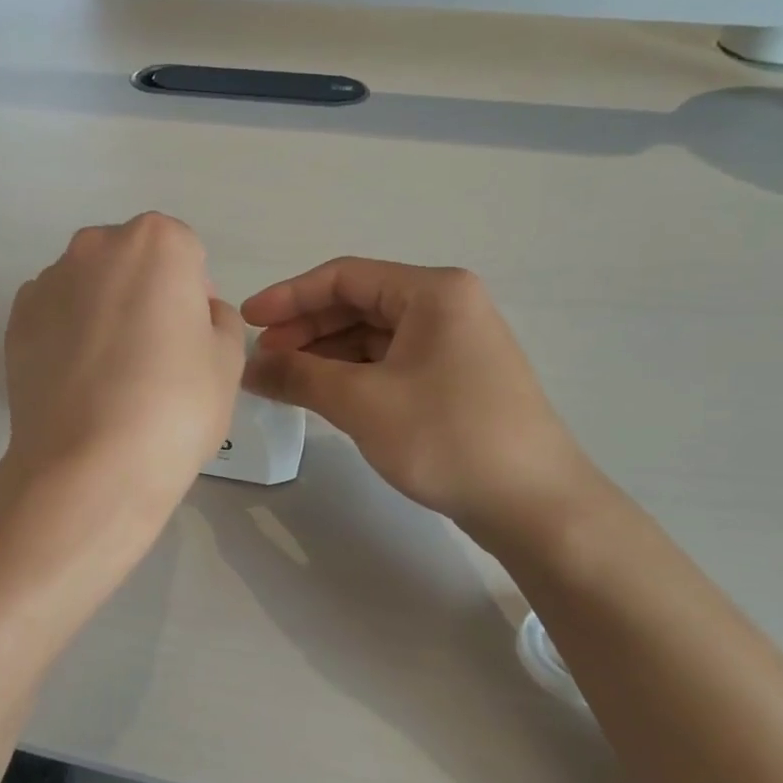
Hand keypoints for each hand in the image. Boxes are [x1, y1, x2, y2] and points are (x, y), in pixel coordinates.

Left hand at [5, 214, 245, 512]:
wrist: (88, 465)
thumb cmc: (173, 406)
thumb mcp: (228, 361)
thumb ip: (219, 320)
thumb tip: (195, 314)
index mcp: (156, 243)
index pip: (186, 254)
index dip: (194, 296)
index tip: (191, 340)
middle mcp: (95, 247)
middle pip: (131, 261)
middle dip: (145, 294)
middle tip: (154, 354)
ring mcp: (47, 283)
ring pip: (88, 287)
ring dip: (103, 312)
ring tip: (110, 375)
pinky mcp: (15, 322)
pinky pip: (54, 316)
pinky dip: (67, 335)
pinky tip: (78, 382)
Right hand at [242, 259, 597, 545]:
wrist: (534, 505)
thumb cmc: (447, 437)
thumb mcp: (362, 402)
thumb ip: (298, 375)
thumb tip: (249, 365)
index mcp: (433, 293)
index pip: (344, 277)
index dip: (289, 297)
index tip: (247, 321)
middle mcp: (447, 307)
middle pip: (358, 304)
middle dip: (305, 329)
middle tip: (263, 359)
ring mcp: (454, 344)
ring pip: (372, 336)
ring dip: (325, 354)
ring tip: (283, 380)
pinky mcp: (454, 379)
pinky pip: (389, 362)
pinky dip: (351, 374)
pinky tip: (322, 394)